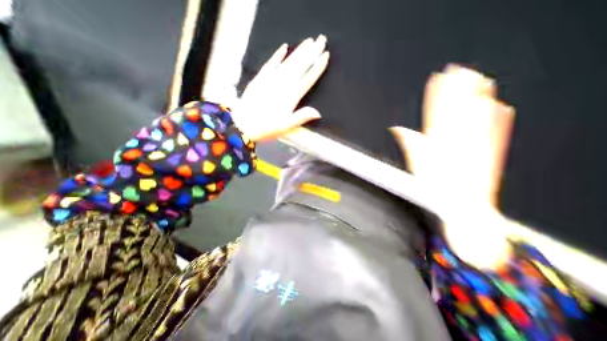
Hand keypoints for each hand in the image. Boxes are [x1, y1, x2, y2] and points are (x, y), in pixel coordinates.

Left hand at [230, 36, 330, 141]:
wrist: (243, 123)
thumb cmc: (267, 127)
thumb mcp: (287, 126)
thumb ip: (302, 117)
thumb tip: (318, 112)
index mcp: (291, 96)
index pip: (308, 78)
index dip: (317, 67)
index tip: (325, 55)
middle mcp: (283, 84)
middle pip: (300, 65)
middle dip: (312, 52)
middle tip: (321, 40)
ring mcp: (271, 79)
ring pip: (288, 61)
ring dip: (299, 51)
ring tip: (309, 41)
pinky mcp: (260, 78)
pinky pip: (271, 63)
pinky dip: (278, 55)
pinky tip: (284, 47)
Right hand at [391, 66, 513, 270]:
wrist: (465, 208)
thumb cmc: (436, 189)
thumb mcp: (415, 166)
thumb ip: (408, 143)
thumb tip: (397, 129)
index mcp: (439, 142)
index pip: (436, 111)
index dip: (436, 93)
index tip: (437, 79)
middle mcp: (460, 140)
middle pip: (458, 107)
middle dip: (457, 87)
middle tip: (458, 70)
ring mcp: (478, 144)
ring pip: (479, 114)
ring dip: (478, 95)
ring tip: (478, 78)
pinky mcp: (492, 152)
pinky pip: (497, 130)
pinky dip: (499, 115)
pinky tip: (501, 105)